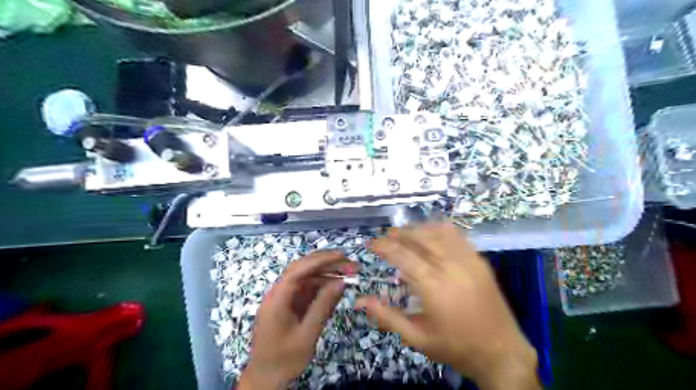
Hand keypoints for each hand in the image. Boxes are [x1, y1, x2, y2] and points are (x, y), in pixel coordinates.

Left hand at [238, 252, 350, 387]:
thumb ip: (324, 306)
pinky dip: (321, 286)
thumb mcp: (307, 334)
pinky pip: (306, 290)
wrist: (265, 380)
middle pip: (303, 269)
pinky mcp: (289, 305)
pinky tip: (336, 286)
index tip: (342, 256)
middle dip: (327, 264)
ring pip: (306, 278)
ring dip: (327, 274)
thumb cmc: (284, 359)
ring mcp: (283, 298)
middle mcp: (278, 292)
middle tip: (351, 265)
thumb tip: (341, 282)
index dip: (321, 260)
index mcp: (277, 298)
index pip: (299, 269)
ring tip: (348, 274)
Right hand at [356, 223, 539, 389]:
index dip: (384, 246)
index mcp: (434, 287)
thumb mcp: (417, 338)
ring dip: (419, 229)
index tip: (371, 243)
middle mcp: (451, 268)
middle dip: (400, 233)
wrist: (501, 353)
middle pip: (421, 237)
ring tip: (405, 233)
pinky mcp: (480, 261)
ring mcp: (469, 261)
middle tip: (385, 236)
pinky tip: (431, 235)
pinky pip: (458, 236)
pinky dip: (440, 230)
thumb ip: (386, 316)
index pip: (403, 256)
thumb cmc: (455, 347)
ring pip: (440, 232)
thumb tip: (360, 301)